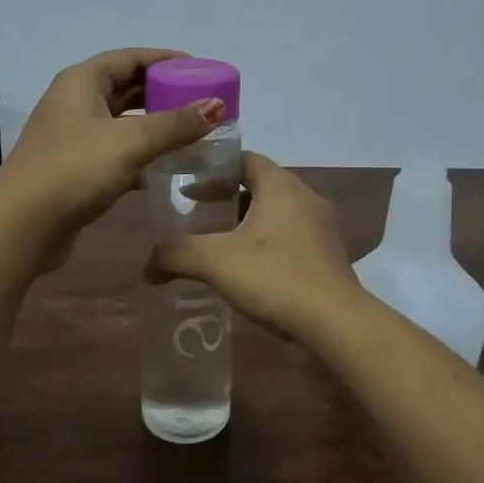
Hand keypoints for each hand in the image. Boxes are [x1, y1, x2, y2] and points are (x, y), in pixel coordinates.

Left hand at [0, 48, 224, 261]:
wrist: (22, 226)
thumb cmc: (75, 170)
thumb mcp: (131, 142)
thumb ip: (176, 124)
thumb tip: (217, 104)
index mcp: (82, 81)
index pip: (130, 58)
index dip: (165, 60)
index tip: (200, 70)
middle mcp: (74, 102)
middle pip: (126, 87)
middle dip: (163, 93)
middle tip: (200, 102)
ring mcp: (72, 136)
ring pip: (121, 122)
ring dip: (153, 125)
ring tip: (189, 133)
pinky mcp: (74, 168)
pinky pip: (114, 151)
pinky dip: (138, 154)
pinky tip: (160, 169)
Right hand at [144, 151, 363, 339]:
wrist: (335, 323)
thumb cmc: (275, 276)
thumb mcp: (215, 261)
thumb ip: (175, 254)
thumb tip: (148, 264)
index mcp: (281, 185)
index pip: (244, 159)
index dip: (213, 169)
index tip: (187, 185)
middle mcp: (306, 197)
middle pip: (260, 185)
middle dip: (227, 198)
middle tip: (198, 215)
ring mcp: (322, 227)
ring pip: (276, 213)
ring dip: (247, 223)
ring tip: (219, 245)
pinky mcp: (329, 254)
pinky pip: (291, 237)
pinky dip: (267, 243)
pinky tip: (249, 270)